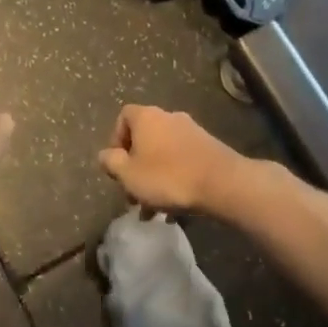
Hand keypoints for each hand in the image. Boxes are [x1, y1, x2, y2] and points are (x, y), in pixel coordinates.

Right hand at [98, 105, 242, 214]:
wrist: (222, 183)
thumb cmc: (167, 177)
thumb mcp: (129, 174)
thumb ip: (111, 162)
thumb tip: (105, 155)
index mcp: (146, 117)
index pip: (123, 117)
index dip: (116, 140)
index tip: (118, 164)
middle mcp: (168, 117)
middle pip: (144, 138)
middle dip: (136, 166)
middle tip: (134, 193)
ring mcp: (191, 131)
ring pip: (163, 153)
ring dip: (155, 178)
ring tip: (154, 209)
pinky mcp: (208, 147)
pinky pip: (182, 161)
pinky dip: (175, 179)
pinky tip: (175, 207)